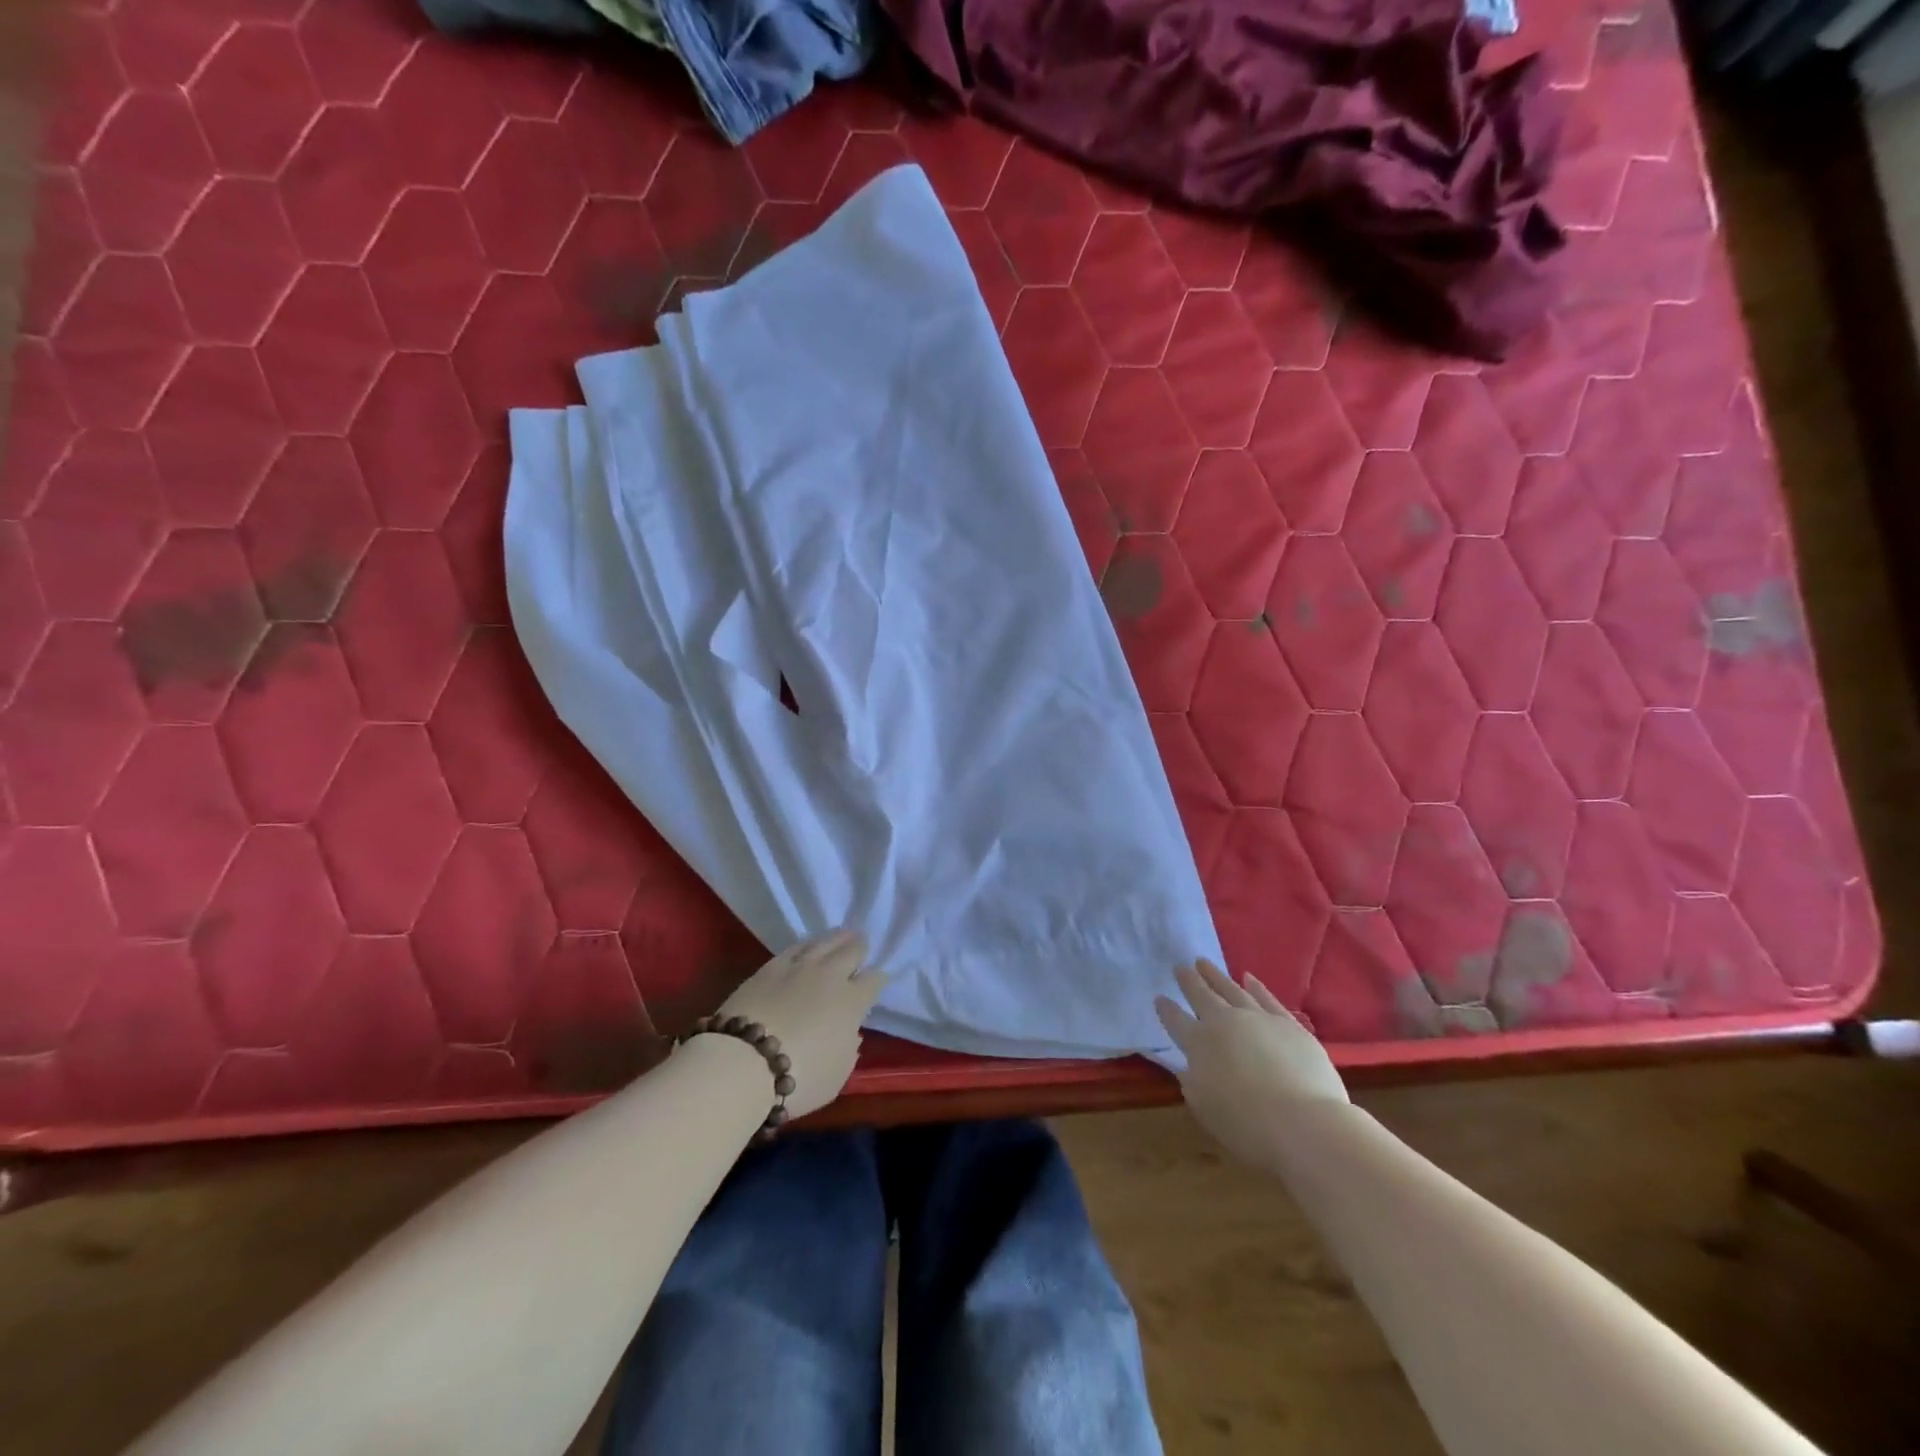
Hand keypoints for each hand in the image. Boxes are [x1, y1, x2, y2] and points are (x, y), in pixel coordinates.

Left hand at [711, 928, 887, 1117]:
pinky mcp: (770, 966)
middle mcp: (830, 975)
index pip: (874, 980)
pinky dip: (807, 945)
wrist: (743, 1064)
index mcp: (852, 1002)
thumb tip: (849, 1033)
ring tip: (841, 937)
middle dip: (860, 949)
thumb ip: (848, 1049)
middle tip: (860, 950)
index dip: (877, 980)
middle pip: (852, 950)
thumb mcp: (837, 1076)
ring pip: (825, 941)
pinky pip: (796, 947)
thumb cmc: (798, 1079)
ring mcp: (799, 967)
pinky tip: (808, 946)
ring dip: (837, 939)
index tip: (875, 983)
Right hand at [1156, 960, 1348, 1164]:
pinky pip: (1267, 998)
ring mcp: (1258, 1019)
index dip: (1166, 1009)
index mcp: (1199, 1043)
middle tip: (1180, 966)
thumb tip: (1189, 1067)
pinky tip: (1248, 978)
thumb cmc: (1246, 1124)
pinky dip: (1256, 987)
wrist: (1302, 1123)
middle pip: (1202, 996)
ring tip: (1204, 962)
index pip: (1176, 1020)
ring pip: (1231, 989)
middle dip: (1189, 981)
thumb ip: (1193, 1082)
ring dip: (1216, 975)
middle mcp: (1224, 1023)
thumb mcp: (1204, 1107)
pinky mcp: (1288, 1024)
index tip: (1159, 997)